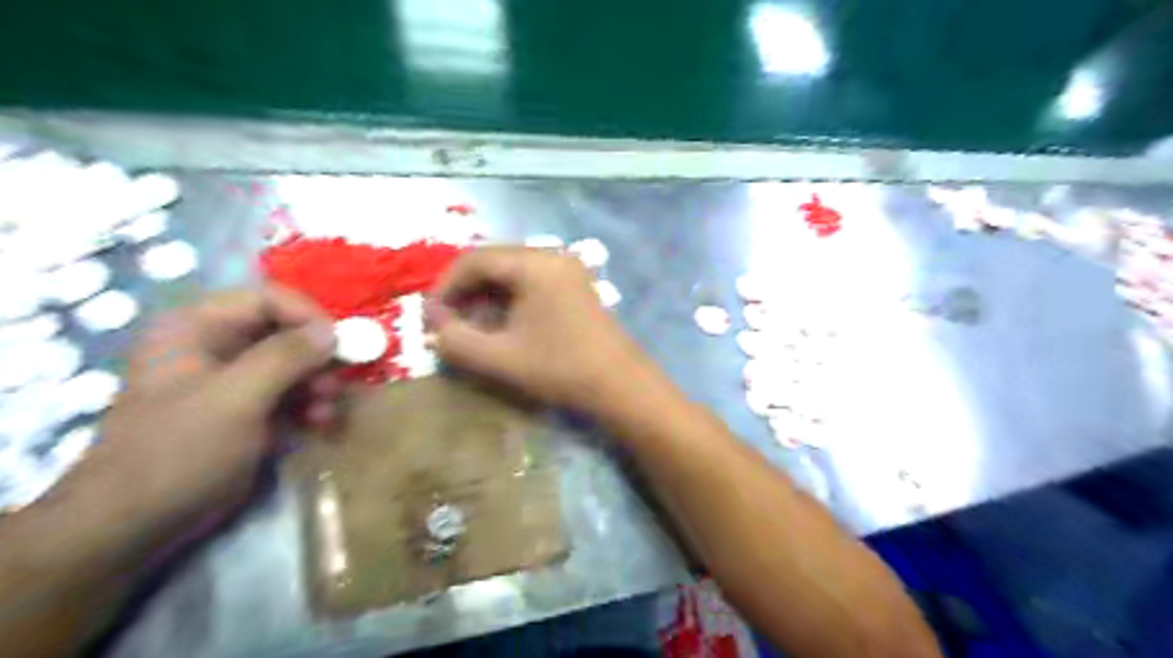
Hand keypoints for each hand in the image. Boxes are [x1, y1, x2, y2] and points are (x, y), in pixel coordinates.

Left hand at [81, 288, 336, 529]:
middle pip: (286, 330)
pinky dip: (311, 405)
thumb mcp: (236, 399)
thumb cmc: (178, 452)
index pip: (268, 298)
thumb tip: (332, 331)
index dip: (309, 316)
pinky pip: (291, 392)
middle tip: (336, 386)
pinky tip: (318, 424)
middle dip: (318, 357)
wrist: (135, 526)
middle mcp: (216, 345)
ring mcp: (232, 380)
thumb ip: (286, 357)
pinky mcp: (247, 409)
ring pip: (295, 363)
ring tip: (326, 413)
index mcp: (198, 328)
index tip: (340, 345)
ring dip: (319, 384)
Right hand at [429, 246, 651, 415]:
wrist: (619, 384)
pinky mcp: (575, 284)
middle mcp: (551, 255)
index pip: (474, 259)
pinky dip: (509, 298)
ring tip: (470, 325)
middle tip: (447, 321)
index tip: (430, 317)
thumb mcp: (499, 358)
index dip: (445, 286)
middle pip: (493, 261)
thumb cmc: (560, 368)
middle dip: (464, 290)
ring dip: (485, 295)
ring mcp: (567, 268)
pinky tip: (500, 323)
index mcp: (534, 263)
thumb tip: (434, 327)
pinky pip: (531, 281)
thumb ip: (456, 341)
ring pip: (511, 271)